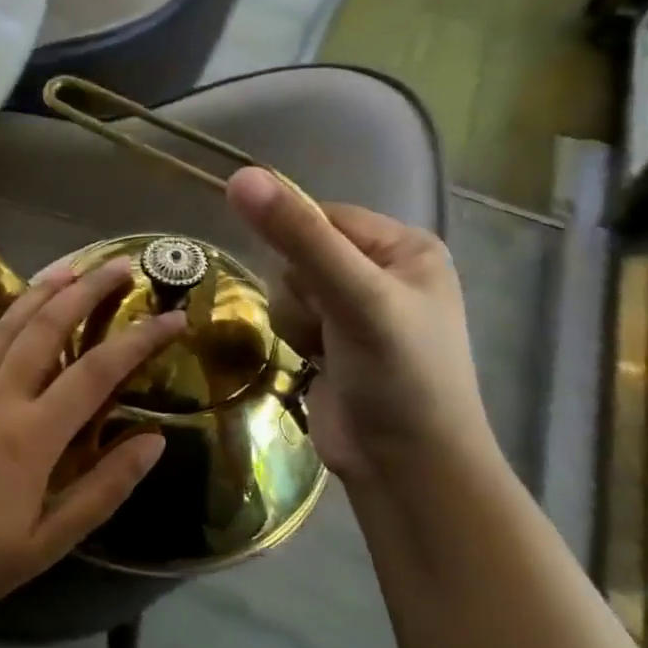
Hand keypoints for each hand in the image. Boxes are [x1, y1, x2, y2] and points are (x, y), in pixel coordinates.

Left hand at [0, 261, 185, 627]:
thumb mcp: (51, 541)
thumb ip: (104, 488)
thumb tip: (154, 441)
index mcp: (32, 436)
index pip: (97, 372)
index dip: (140, 340)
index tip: (174, 318)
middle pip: (47, 329)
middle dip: (87, 293)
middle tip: (120, 266)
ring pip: (5, 329)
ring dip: (38, 293)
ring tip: (70, 267)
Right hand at [226, 167, 500, 489]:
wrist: (407, 470)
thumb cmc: (399, 376)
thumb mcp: (354, 297)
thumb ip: (298, 237)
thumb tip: (240, 177)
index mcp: (405, 248)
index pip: (323, 216)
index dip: (299, 245)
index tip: (311, 285)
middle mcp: (383, 272)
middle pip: (301, 252)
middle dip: (302, 291)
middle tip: (329, 325)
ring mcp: (357, 310)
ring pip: (289, 287)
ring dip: (295, 319)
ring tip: (324, 351)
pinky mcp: (334, 343)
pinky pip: (290, 317)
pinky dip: (294, 338)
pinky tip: (316, 363)